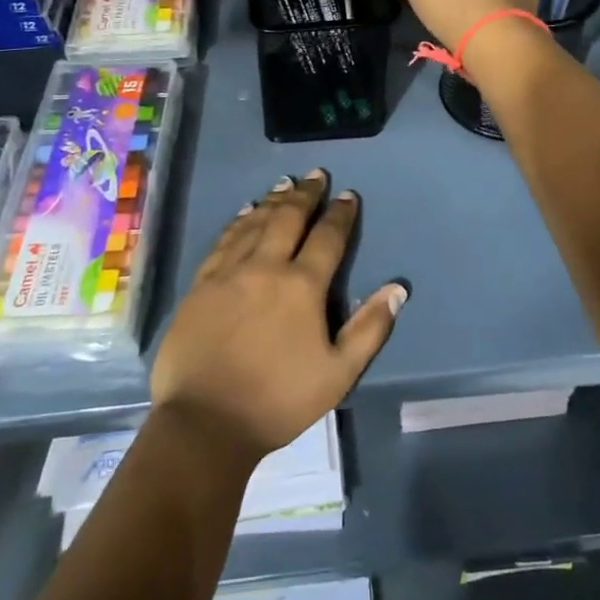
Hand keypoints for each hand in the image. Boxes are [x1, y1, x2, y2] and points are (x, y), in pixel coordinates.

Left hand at [151, 170, 406, 458]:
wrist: (204, 424)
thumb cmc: (278, 402)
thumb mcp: (338, 374)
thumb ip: (369, 328)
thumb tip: (397, 289)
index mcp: (302, 286)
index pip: (327, 238)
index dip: (340, 214)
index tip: (348, 195)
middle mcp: (266, 267)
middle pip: (288, 218)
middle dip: (306, 194)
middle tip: (316, 175)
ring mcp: (229, 272)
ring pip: (255, 223)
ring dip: (274, 200)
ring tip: (285, 184)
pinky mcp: (201, 284)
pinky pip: (224, 240)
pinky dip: (239, 221)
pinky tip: (246, 212)